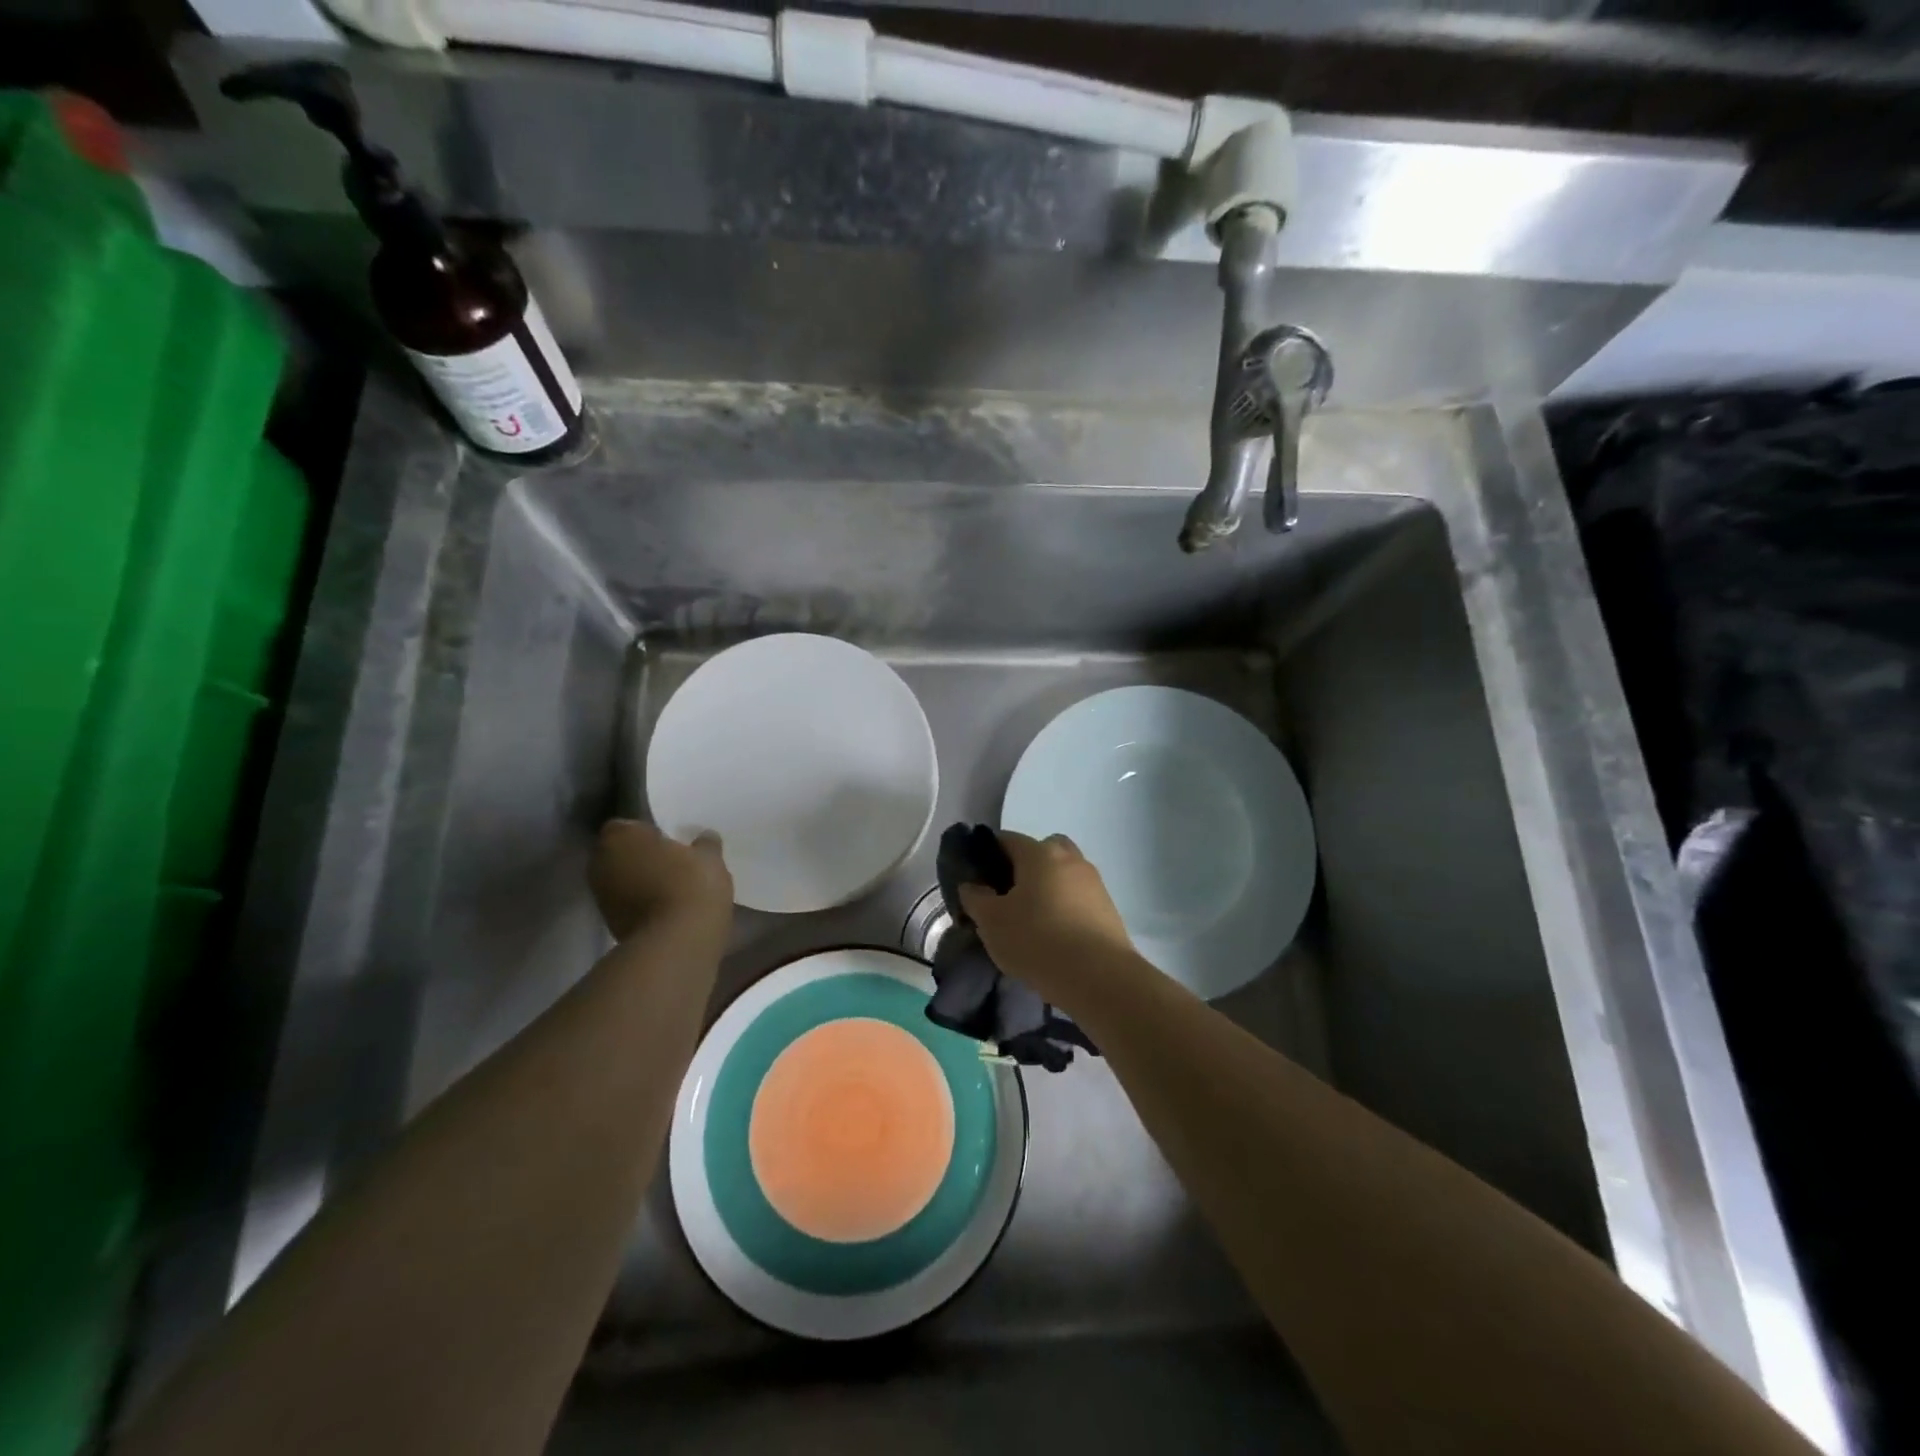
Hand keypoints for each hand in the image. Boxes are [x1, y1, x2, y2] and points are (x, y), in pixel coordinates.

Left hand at [590, 820, 732, 942]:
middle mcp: (600, 862)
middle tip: (671, 862)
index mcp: (620, 836)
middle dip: (641, 856)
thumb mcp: (710, 858)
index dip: (647, 831)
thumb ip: (705, 843)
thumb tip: (705, 837)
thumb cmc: (690, 885)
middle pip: (620, 853)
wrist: (676, 943)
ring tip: (671, 887)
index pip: (627, 825)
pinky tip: (666, 908)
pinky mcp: (609, 924)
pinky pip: (626, 904)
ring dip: (640, 881)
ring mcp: (601, 896)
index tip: (669, 840)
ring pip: (622, 879)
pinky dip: (641, 904)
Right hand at [957, 832, 1138, 1007]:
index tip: (978, 879)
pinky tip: (1055, 935)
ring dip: (1048, 888)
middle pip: (1041, 851)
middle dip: (1024, 867)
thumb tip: (971, 886)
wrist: (1098, 977)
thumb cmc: (1037, 939)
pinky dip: (1065, 908)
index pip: (1007, 839)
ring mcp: (1094, 882)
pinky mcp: (1109, 908)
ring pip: (1063, 874)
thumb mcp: (992, 922)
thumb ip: (976, 898)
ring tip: (1032, 921)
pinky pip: (1078, 898)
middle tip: (1009, 897)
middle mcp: (1070, 858)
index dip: (988, 855)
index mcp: (1039, 853)